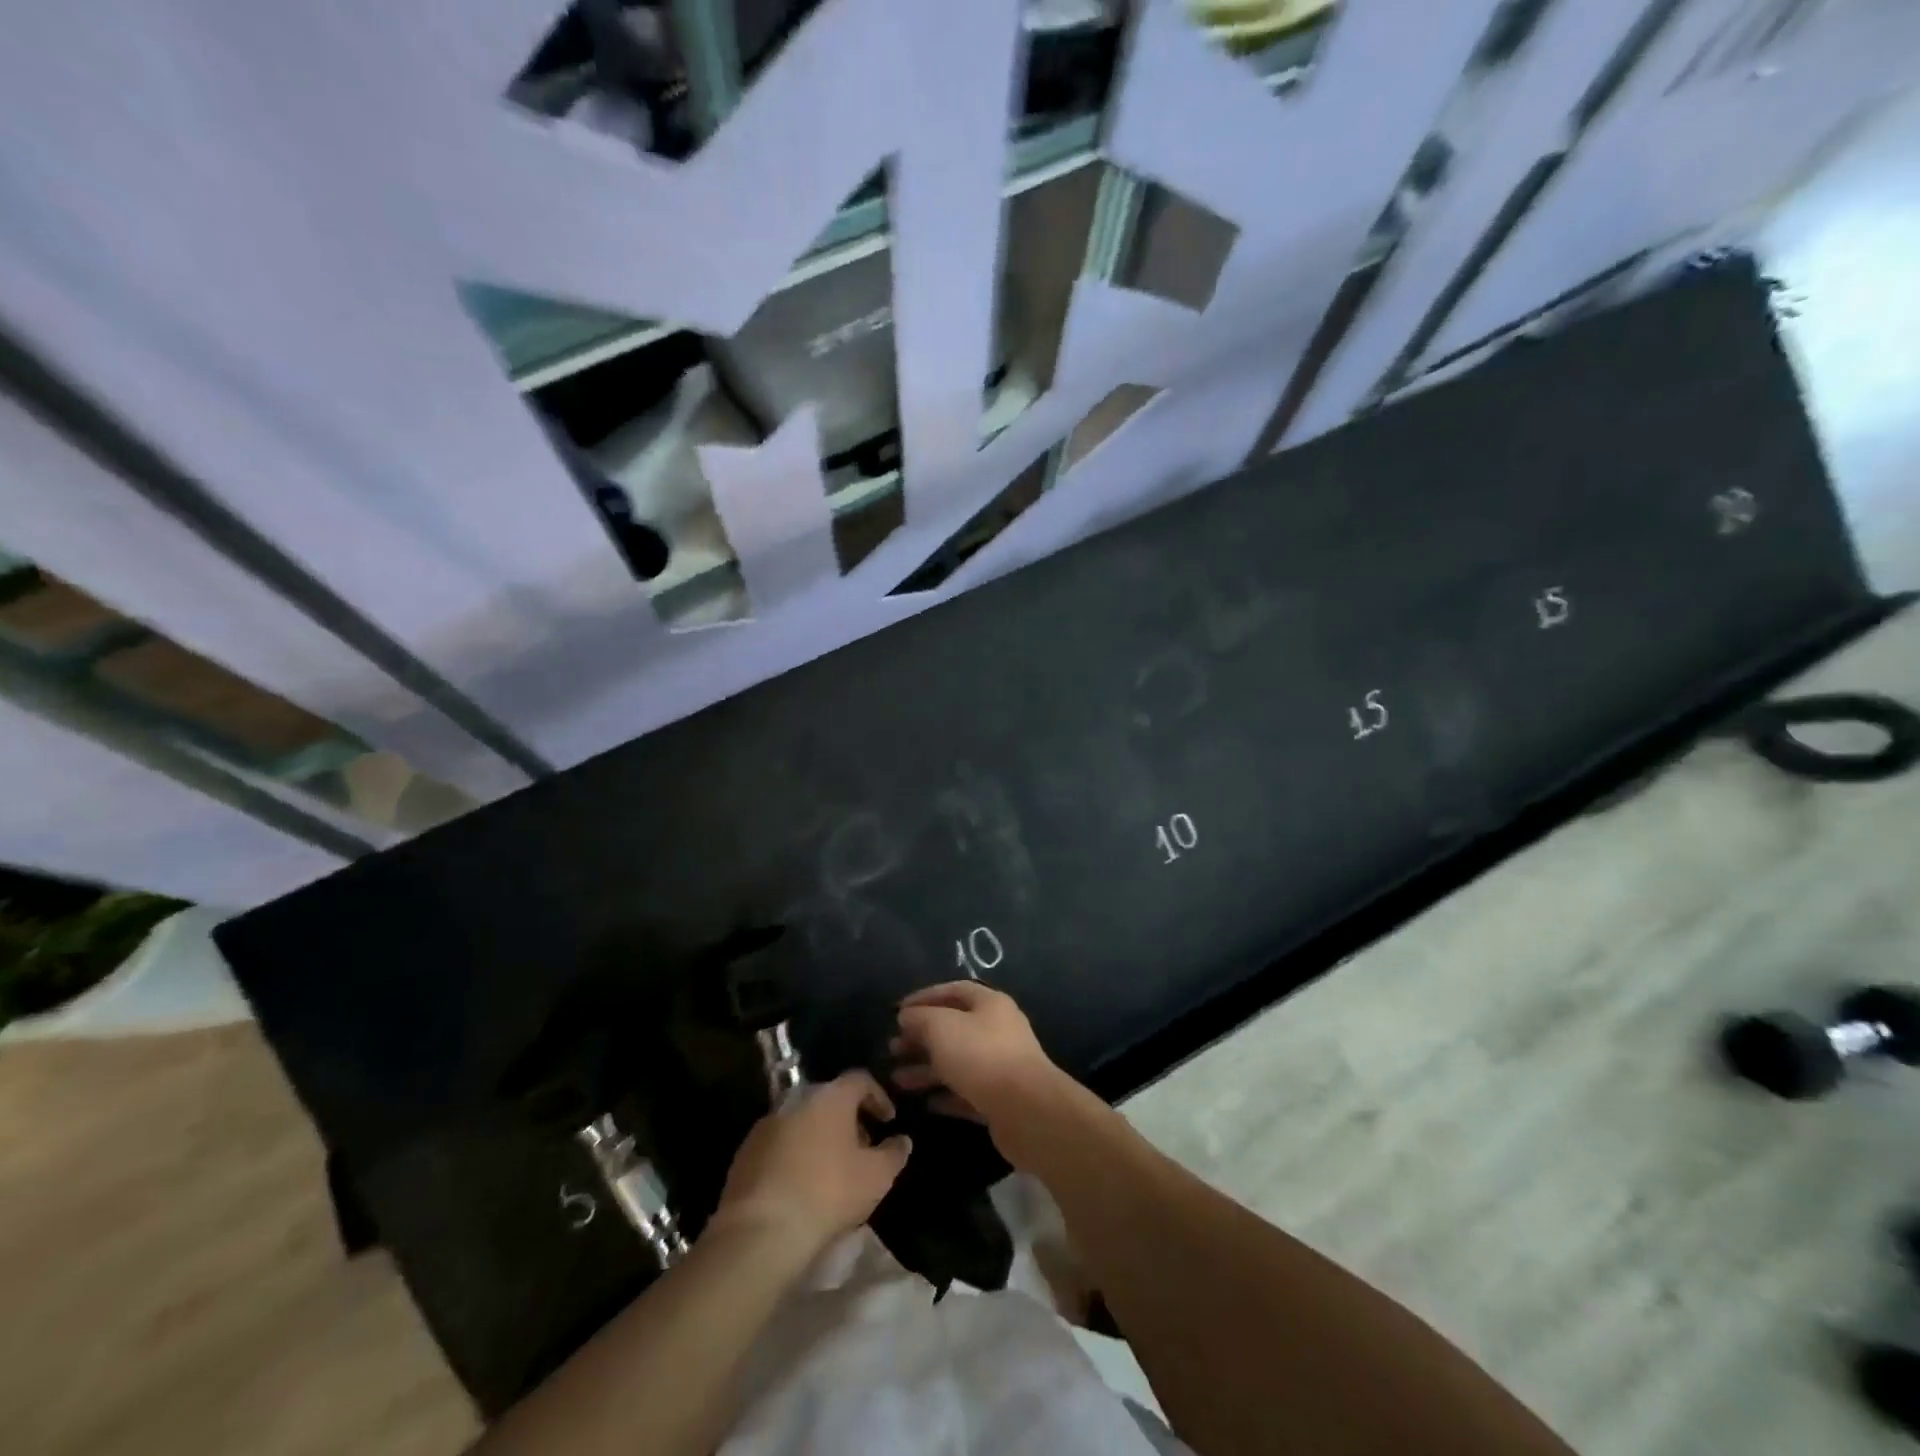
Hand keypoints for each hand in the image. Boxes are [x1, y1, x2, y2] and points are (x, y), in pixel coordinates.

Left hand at [711, 1071, 910, 1256]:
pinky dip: (794, 1155)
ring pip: (803, 1121)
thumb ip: (894, 1153)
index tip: (888, 1121)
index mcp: (831, 1097)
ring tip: (832, 1171)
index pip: (860, 1080)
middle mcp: (797, 1099)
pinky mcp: (744, 1153)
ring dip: (820, 1138)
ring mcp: (767, 1124)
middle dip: (849, 1120)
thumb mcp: (876, 1177)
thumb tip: (902, 1140)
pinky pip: (779, 1144)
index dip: (878, 1097)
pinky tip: (801, 1185)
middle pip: (830, 1100)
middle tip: (862, 1149)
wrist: (761, 1231)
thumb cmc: (828, 1193)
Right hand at [890, 982, 1070, 1157]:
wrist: (1028, 1111)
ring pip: (957, 1062)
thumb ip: (920, 1018)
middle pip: (953, 1028)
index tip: (897, 1012)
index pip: (953, 990)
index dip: (924, 997)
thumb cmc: (981, 1057)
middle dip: (921, 1037)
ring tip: (897, 1080)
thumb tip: (906, 1016)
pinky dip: (946, 1095)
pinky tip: (927, 1103)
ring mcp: (1001, 1065)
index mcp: (989, 1004)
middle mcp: (998, 1030)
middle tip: (893, 1049)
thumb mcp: (942, 1028)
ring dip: (927, 1069)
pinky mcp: (1001, 1099)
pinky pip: (967, 1093)